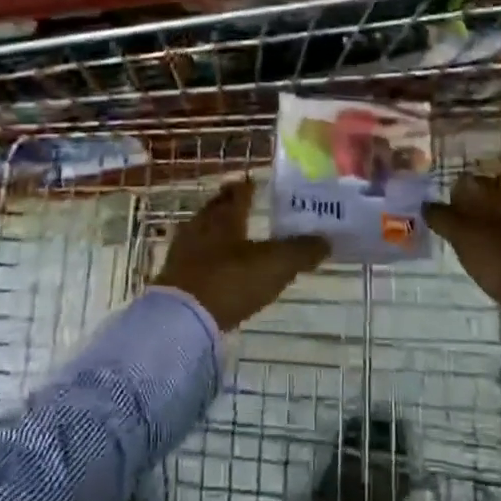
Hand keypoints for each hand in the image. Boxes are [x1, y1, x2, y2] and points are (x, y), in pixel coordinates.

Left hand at [151, 179, 328, 332]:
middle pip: (215, 209)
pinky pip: (192, 255)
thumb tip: (326, 239)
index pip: (237, 193)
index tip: (253, 182)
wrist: (182, 318)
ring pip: (201, 230)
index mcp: (226, 217)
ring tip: (228, 233)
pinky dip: (205, 255)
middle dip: (228, 204)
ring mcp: (183, 251)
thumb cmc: (231, 280)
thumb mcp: (275, 265)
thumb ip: (301, 251)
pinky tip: (212, 264)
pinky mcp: (173, 276)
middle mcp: (202, 226)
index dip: (247, 187)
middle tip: (239, 202)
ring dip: (214, 229)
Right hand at [423, 175, 500, 318]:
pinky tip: (492, 261)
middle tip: (449, 228)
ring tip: (467, 246)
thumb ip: (444, 219)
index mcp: (500, 197)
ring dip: (484, 228)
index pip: (472, 182)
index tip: (440, 209)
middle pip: (488, 200)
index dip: (454, 191)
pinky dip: (499, 245)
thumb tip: (426, 204)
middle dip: (468, 210)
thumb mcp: (465, 239)